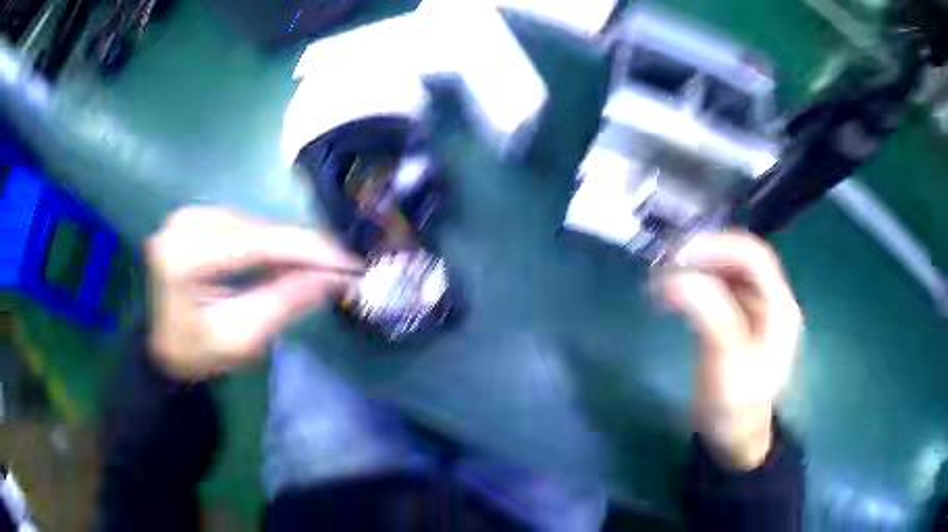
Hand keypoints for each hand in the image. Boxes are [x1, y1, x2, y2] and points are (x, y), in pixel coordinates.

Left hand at [146, 207, 361, 380]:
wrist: (165, 348)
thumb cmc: (198, 353)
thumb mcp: (242, 339)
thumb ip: (285, 303)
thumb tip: (334, 276)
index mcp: (182, 258)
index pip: (254, 244)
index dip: (306, 250)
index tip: (349, 261)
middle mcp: (181, 225)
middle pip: (255, 230)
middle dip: (300, 249)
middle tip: (340, 268)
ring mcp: (185, 216)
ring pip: (252, 224)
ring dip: (286, 245)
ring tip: (315, 268)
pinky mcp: (192, 217)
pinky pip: (242, 224)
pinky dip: (267, 241)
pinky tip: (283, 258)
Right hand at [658, 232, 802, 469]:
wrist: (733, 438)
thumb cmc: (736, 405)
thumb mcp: (726, 362)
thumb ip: (709, 314)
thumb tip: (674, 277)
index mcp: (779, 307)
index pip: (753, 257)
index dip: (718, 247)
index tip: (680, 256)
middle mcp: (770, 302)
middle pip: (740, 260)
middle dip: (705, 256)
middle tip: (667, 263)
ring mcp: (755, 312)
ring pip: (728, 273)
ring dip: (697, 269)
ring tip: (665, 277)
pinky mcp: (737, 323)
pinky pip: (718, 292)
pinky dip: (695, 286)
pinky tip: (674, 295)